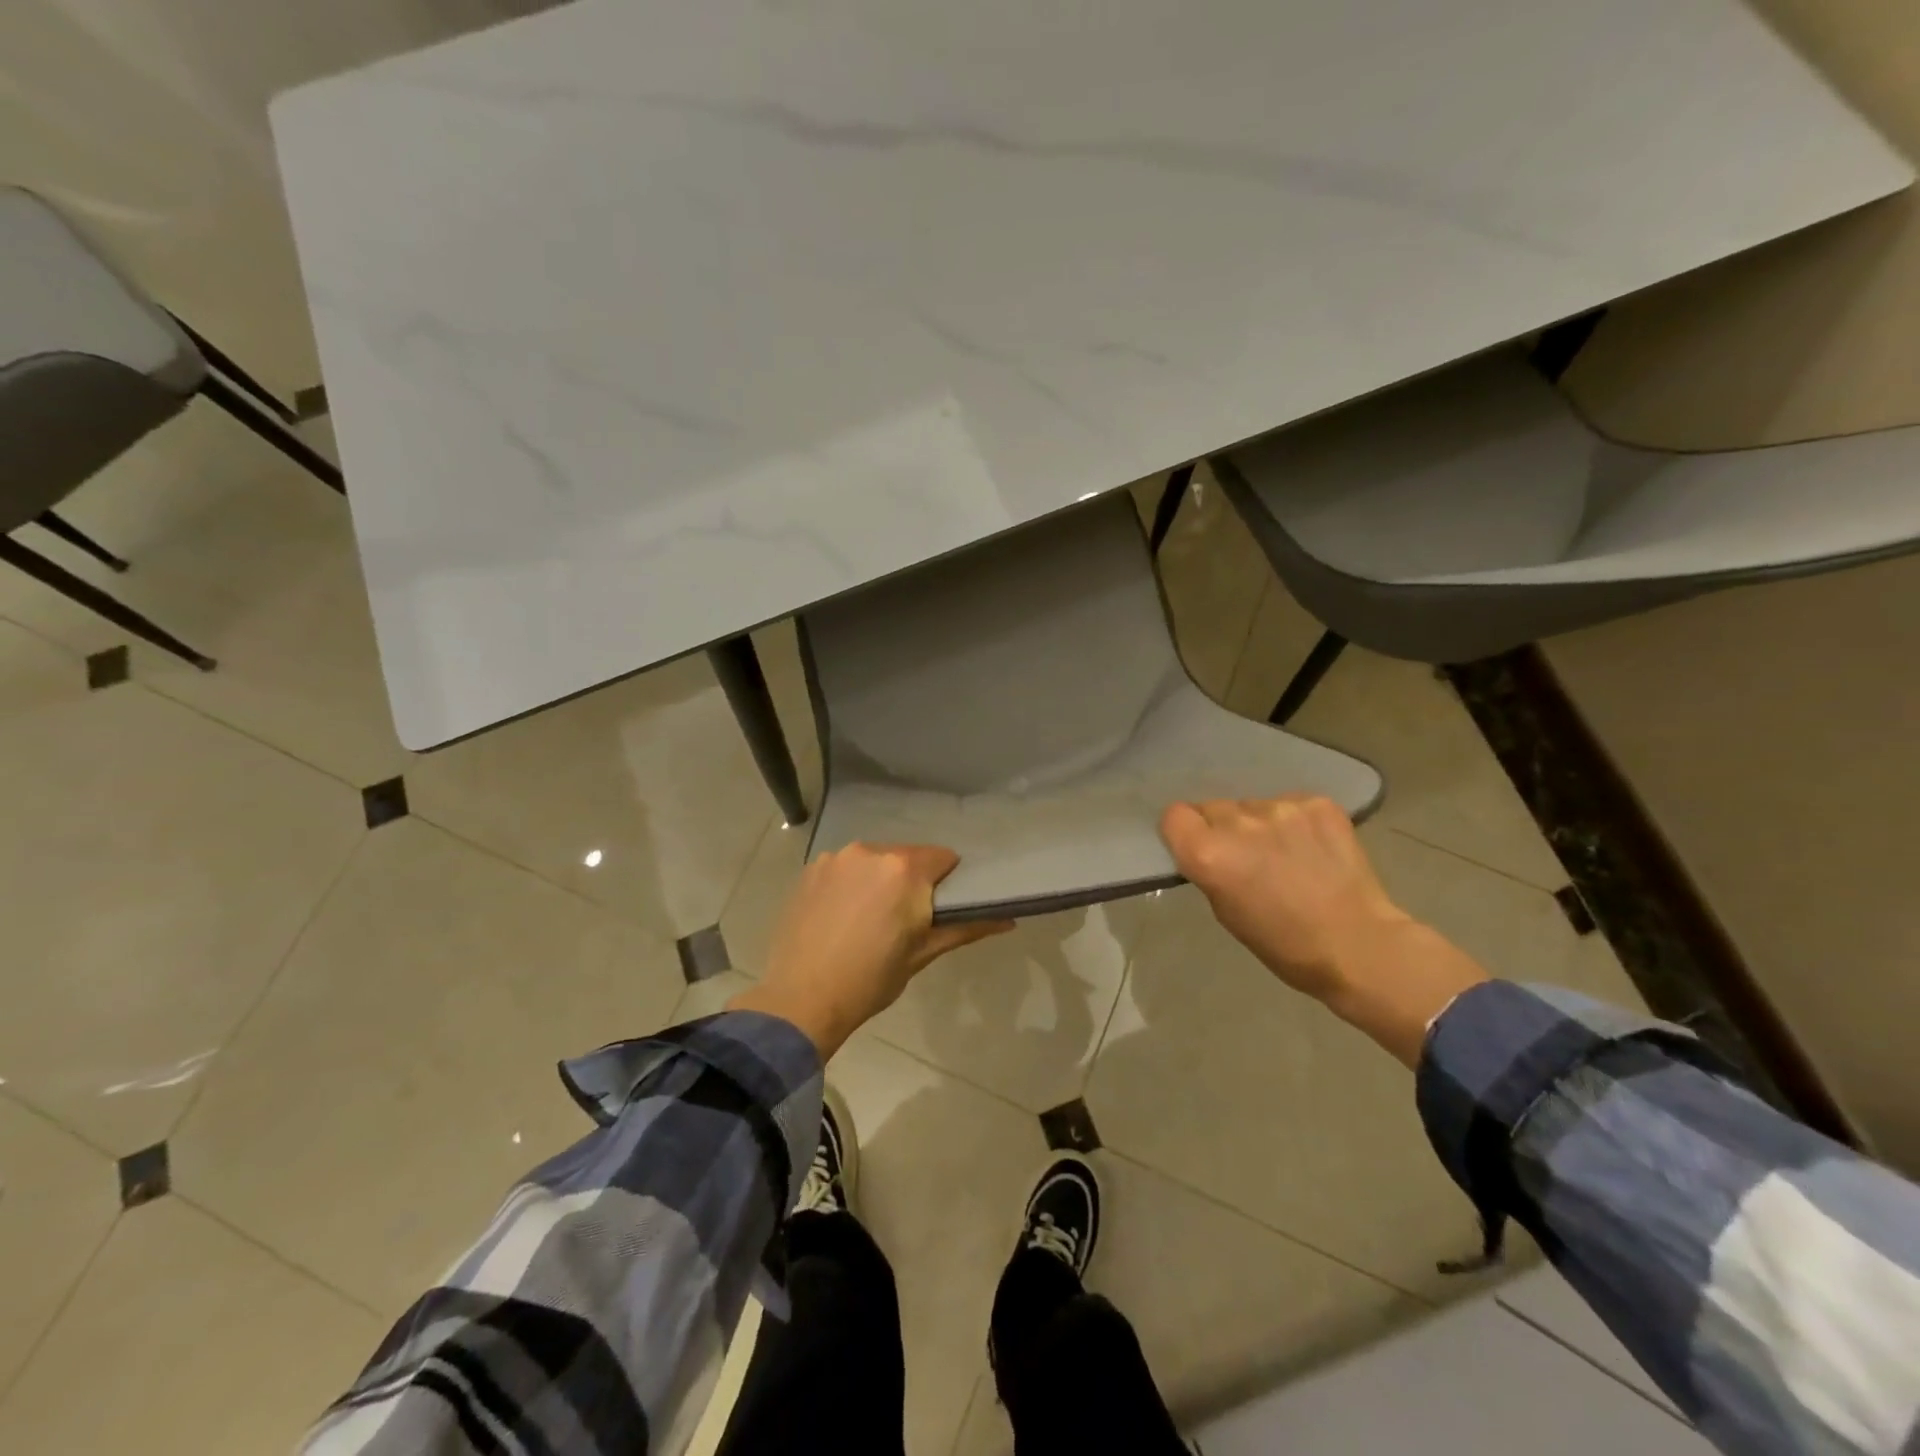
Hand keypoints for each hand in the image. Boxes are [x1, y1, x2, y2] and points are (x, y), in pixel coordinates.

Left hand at [729, 843, 1010, 1057]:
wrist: (801, 1000)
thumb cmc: (870, 980)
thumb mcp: (922, 954)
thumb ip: (965, 928)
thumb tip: (1008, 919)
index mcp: (904, 869)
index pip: (943, 857)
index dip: (947, 881)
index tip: (940, 907)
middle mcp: (870, 850)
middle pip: (906, 856)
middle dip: (912, 880)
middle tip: (905, 919)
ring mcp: (836, 858)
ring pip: (873, 860)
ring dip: (879, 879)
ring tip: (869, 919)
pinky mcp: (810, 870)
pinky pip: (844, 868)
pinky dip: (850, 884)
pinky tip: (841, 915)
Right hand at [1159, 795, 1486, 1065]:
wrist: (1360, 946)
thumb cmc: (1284, 945)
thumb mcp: (1225, 912)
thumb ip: (1210, 869)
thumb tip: (1210, 846)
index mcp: (1209, 853)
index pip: (1175, 816)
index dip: (1184, 832)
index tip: (1198, 849)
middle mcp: (1240, 822)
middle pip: (1213, 807)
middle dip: (1222, 828)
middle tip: (1246, 858)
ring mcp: (1282, 809)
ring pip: (1253, 806)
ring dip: (1259, 825)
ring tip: (1286, 855)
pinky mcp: (1318, 804)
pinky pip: (1290, 804)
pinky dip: (1295, 822)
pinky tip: (1312, 849)